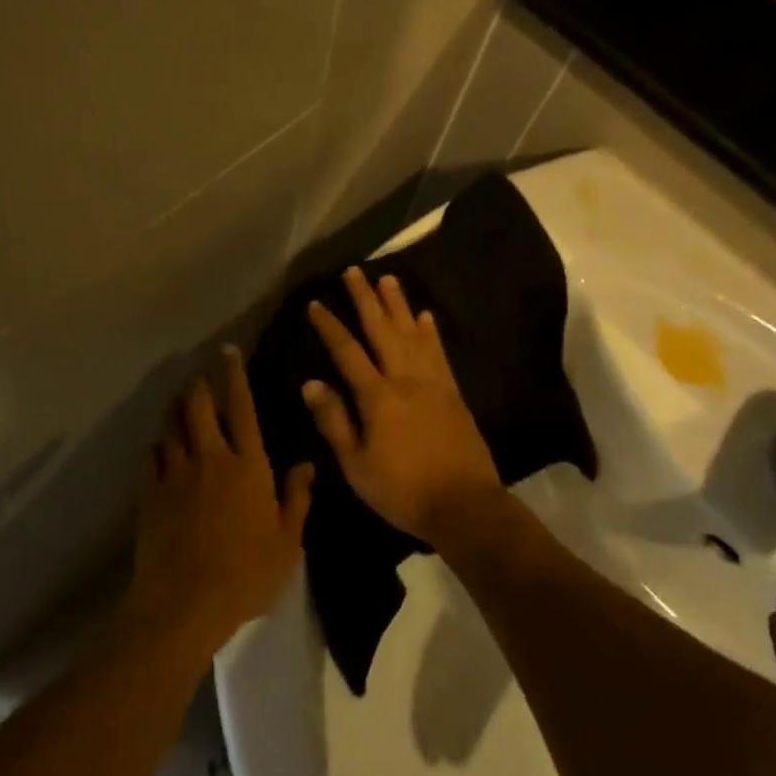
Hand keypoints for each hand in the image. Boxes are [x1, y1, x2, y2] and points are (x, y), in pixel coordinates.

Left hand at [126, 347, 312, 659]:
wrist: (185, 603)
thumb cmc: (246, 573)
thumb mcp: (287, 541)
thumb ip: (297, 498)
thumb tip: (307, 464)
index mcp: (247, 464)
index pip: (240, 407)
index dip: (234, 375)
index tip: (229, 352)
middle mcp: (210, 457)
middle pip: (198, 405)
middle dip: (199, 381)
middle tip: (201, 371)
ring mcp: (175, 473)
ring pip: (171, 425)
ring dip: (176, 406)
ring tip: (180, 397)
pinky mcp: (150, 492)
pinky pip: (152, 455)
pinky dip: (158, 444)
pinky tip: (160, 445)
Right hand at [301, 267, 504, 547]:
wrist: (464, 504)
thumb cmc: (402, 490)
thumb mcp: (356, 464)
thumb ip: (334, 421)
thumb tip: (311, 383)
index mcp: (377, 397)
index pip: (347, 352)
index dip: (330, 326)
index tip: (315, 303)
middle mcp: (405, 379)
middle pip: (382, 330)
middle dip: (366, 299)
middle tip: (354, 271)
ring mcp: (433, 383)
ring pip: (412, 334)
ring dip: (399, 305)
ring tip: (388, 278)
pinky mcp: (453, 392)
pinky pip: (439, 353)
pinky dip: (431, 332)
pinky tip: (425, 316)